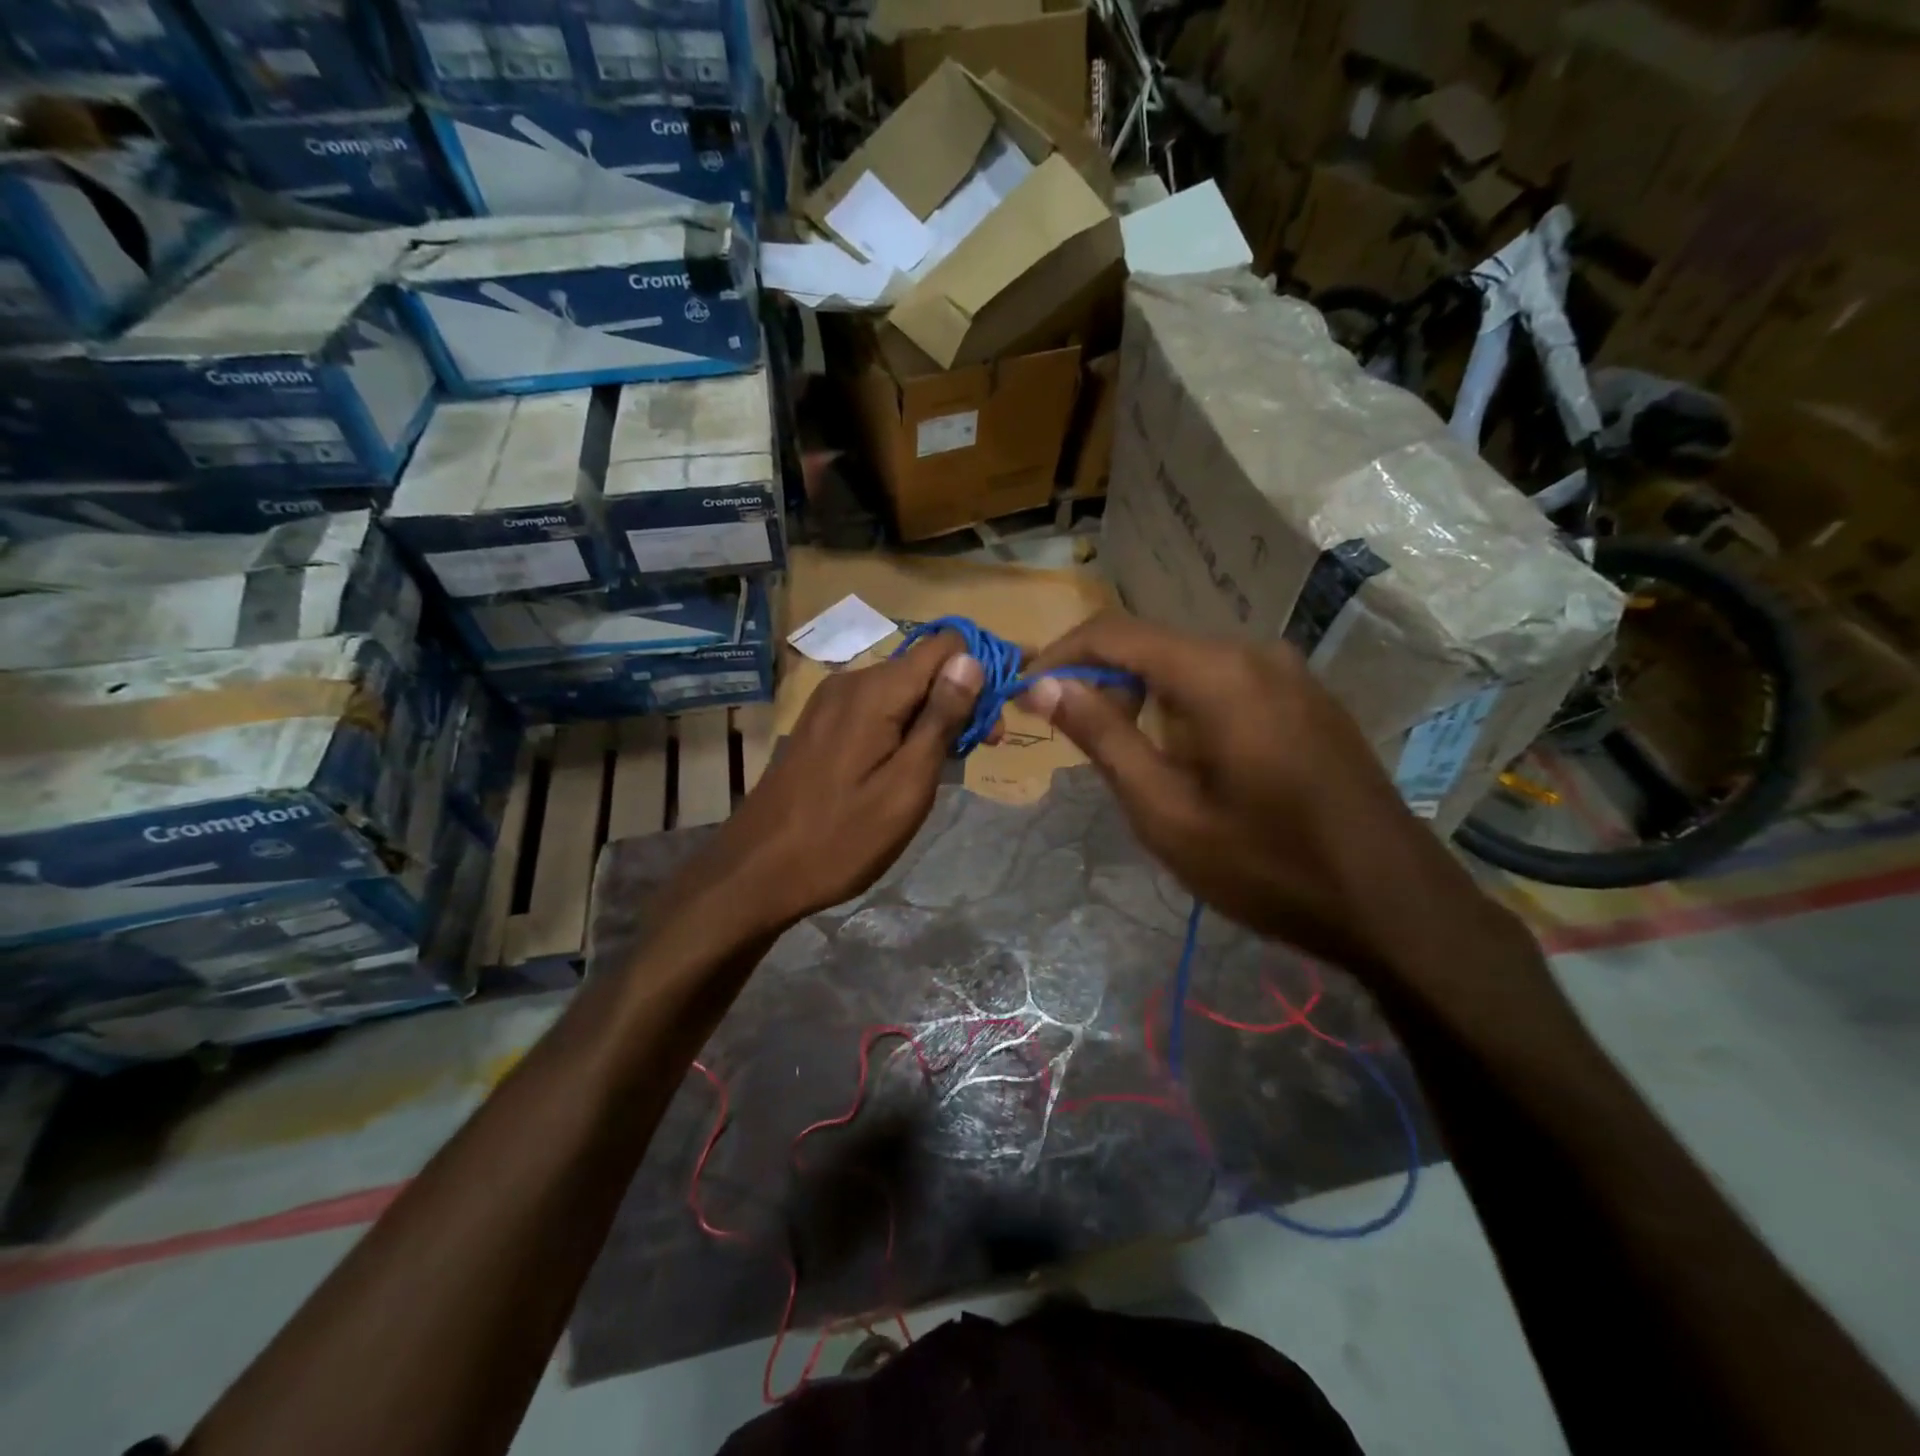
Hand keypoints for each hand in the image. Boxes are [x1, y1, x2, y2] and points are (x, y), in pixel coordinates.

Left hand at [672, 630, 994, 936]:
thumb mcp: (906, 785)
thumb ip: (941, 719)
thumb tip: (972, 659)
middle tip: (983, 749)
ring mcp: (830, 703)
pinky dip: (903, 728)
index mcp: (876, 691)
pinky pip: (876, 710)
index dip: (983, 667)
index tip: (1003, 711)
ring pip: (901, 691)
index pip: (946, 645)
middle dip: (962, 699)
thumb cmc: (841, 837)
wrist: (756, 872)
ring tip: (947, 767)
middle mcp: (851, 682)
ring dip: (934, 717)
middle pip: (924, 668)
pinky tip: (908, 768)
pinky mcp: (820, 725)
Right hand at [1022, 611, 1506, 973]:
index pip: (1114, 634)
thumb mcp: (1166, 812)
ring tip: (1124, 756)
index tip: (1022, 690)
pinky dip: (1183, 706)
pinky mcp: (1305, 697)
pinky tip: (1184, 757)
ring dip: (1141, 697)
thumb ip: (1103, 738)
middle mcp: (1254, 653)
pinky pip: (1224, 682)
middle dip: (1100, 681)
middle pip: (1151, 645)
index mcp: (1217, 673)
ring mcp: (1287, 672)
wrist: (1393, 903)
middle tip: (1067, 735)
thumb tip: (1044, 685)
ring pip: (1187, 665)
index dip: (1059, 655)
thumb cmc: (1267, 866)